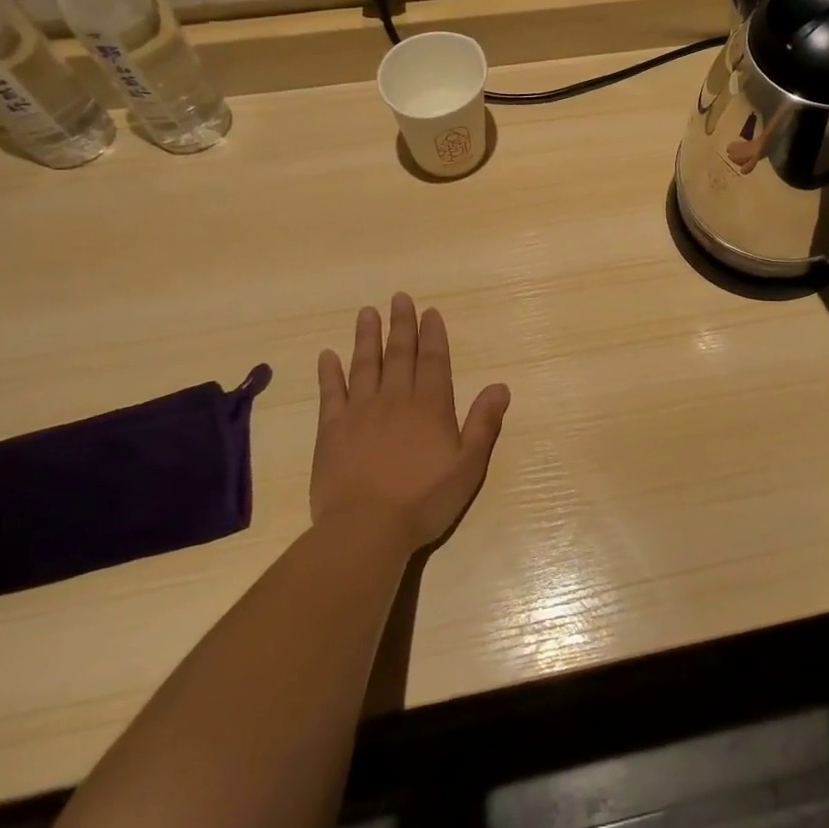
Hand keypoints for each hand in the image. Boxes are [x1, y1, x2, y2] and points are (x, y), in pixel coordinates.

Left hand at [312, 293, 510, 551]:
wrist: (367, 529)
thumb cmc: (424, 500)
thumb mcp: (468, 465)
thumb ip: (484, 423)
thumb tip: (500, 386)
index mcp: (430, 406)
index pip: (433, 361)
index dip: (433, 335)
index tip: (429, 312)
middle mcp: (396, 399)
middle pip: (400, 354)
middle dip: (401, 325)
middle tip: (399, 298)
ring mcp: (360, 412)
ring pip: (365, 365)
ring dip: (368, 337)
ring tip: (367, 312)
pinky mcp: (331, 430)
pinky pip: (331, 393)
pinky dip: (329, 372)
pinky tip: (327, 355)